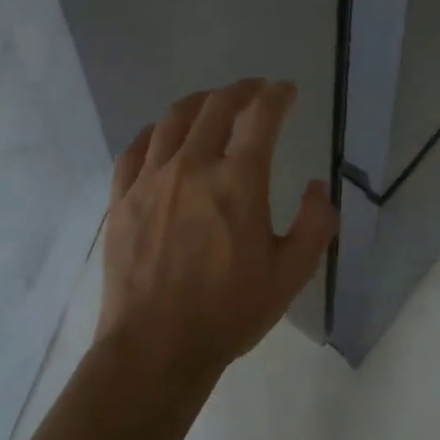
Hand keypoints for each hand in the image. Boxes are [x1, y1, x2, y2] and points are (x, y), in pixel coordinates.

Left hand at [98, 78, 337, 384]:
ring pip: (173, 119)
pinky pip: (136, 149)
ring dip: (199, 102)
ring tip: (212, 103)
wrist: (154, 350)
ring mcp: (151, 180)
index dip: (276, 95)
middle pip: (215, 106)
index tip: (286, 91)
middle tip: (255, 90)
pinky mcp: (122, 199)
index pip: (260, 116)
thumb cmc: (228, 312)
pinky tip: (162, 136)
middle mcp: (192, 167)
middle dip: (241, 90)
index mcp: (238, 182)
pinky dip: (154, 132)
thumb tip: (317, 186)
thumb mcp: (290, 275)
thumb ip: (315, 224)